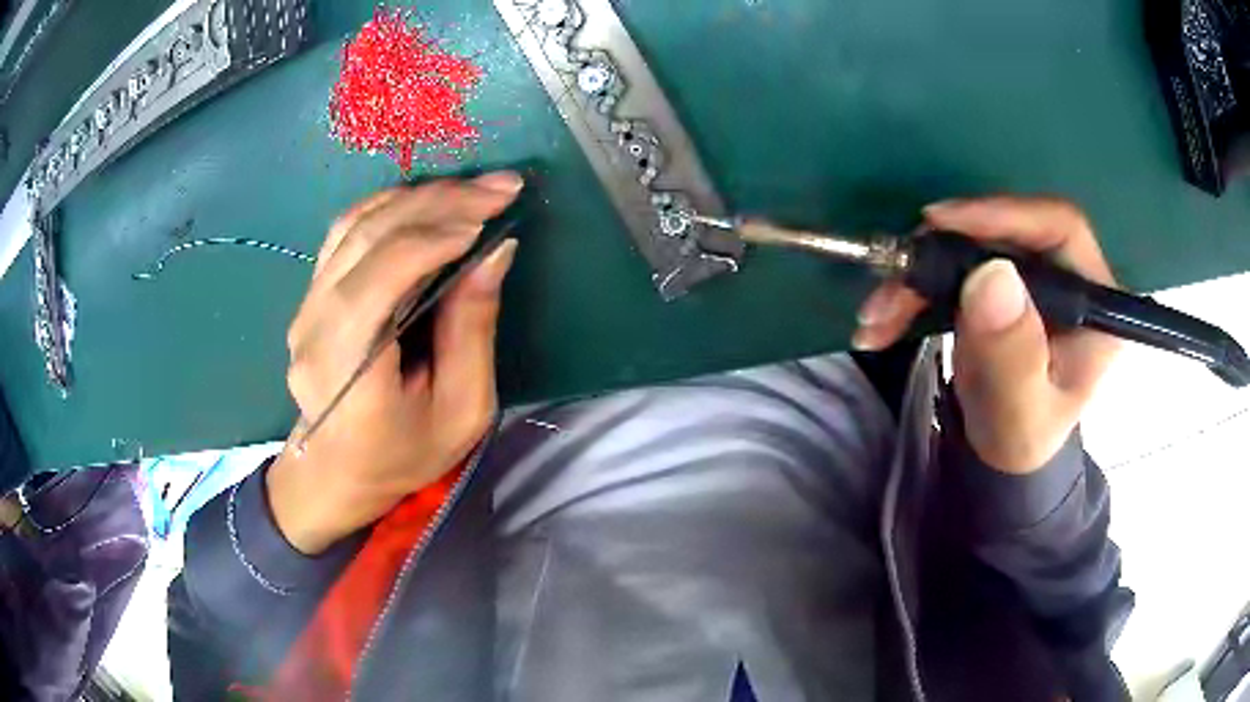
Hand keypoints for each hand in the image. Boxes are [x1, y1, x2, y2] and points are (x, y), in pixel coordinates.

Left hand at [267, 173, 522, 553]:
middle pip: (370, 236)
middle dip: (440, 202)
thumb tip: (495, 250)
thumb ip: (473, 329)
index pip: (382, 276)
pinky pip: (346, 232)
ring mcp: (305, 306)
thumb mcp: (461, 410)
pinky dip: (391, 206)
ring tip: (472, 190)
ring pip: (356, 224)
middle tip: (500, 187)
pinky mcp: (310, 295)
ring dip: (418, 196)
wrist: (339, 471)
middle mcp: (314, 327)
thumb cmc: (404, 453)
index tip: (492, 216)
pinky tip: (428, 200)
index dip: (435, 235)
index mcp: (347, 370)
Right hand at [852, 197, 1120, 473]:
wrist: (1003, 452)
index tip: (942, 224)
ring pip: (970, 246)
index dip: (1003, 215)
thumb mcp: (1021, 414)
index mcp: (1094, 300)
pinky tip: (883, 318)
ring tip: (878, 315)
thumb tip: (991, 276)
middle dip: (943, 252)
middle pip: (1004, 231)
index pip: (1058, 228)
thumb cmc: (1022, 438)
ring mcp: (1029, 275)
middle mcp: (1064, 274)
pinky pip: (952, 266)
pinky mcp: (998, 281)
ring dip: (917, 275)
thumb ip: (1014, 357)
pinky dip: (914, 289)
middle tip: (895, 280)